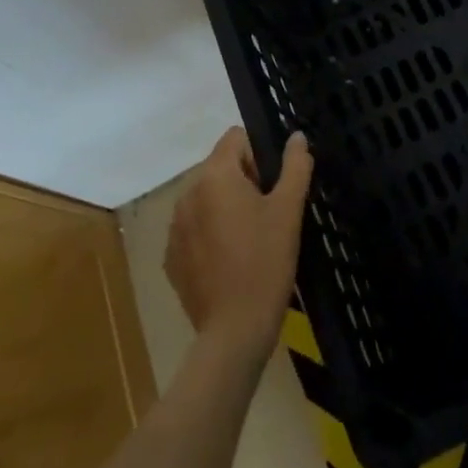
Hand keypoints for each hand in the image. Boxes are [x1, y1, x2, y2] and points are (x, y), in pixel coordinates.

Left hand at [166, 127, 313, 360]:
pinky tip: (229, 262)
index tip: (273, 186)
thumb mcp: (288, 210)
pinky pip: (194, 228)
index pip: (235, 138)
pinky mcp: (170, 256)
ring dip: (225, 207)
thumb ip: (295, 166)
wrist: (235, 331)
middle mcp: (187, 192)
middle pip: (220, 167)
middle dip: (244, 182)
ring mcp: (174, 226)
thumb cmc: (266, 262)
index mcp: (215, 175)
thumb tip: (296, 136)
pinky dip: (210, 234)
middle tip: (267, 216)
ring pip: (206, 198)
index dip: (259, 154)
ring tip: (249, 241)